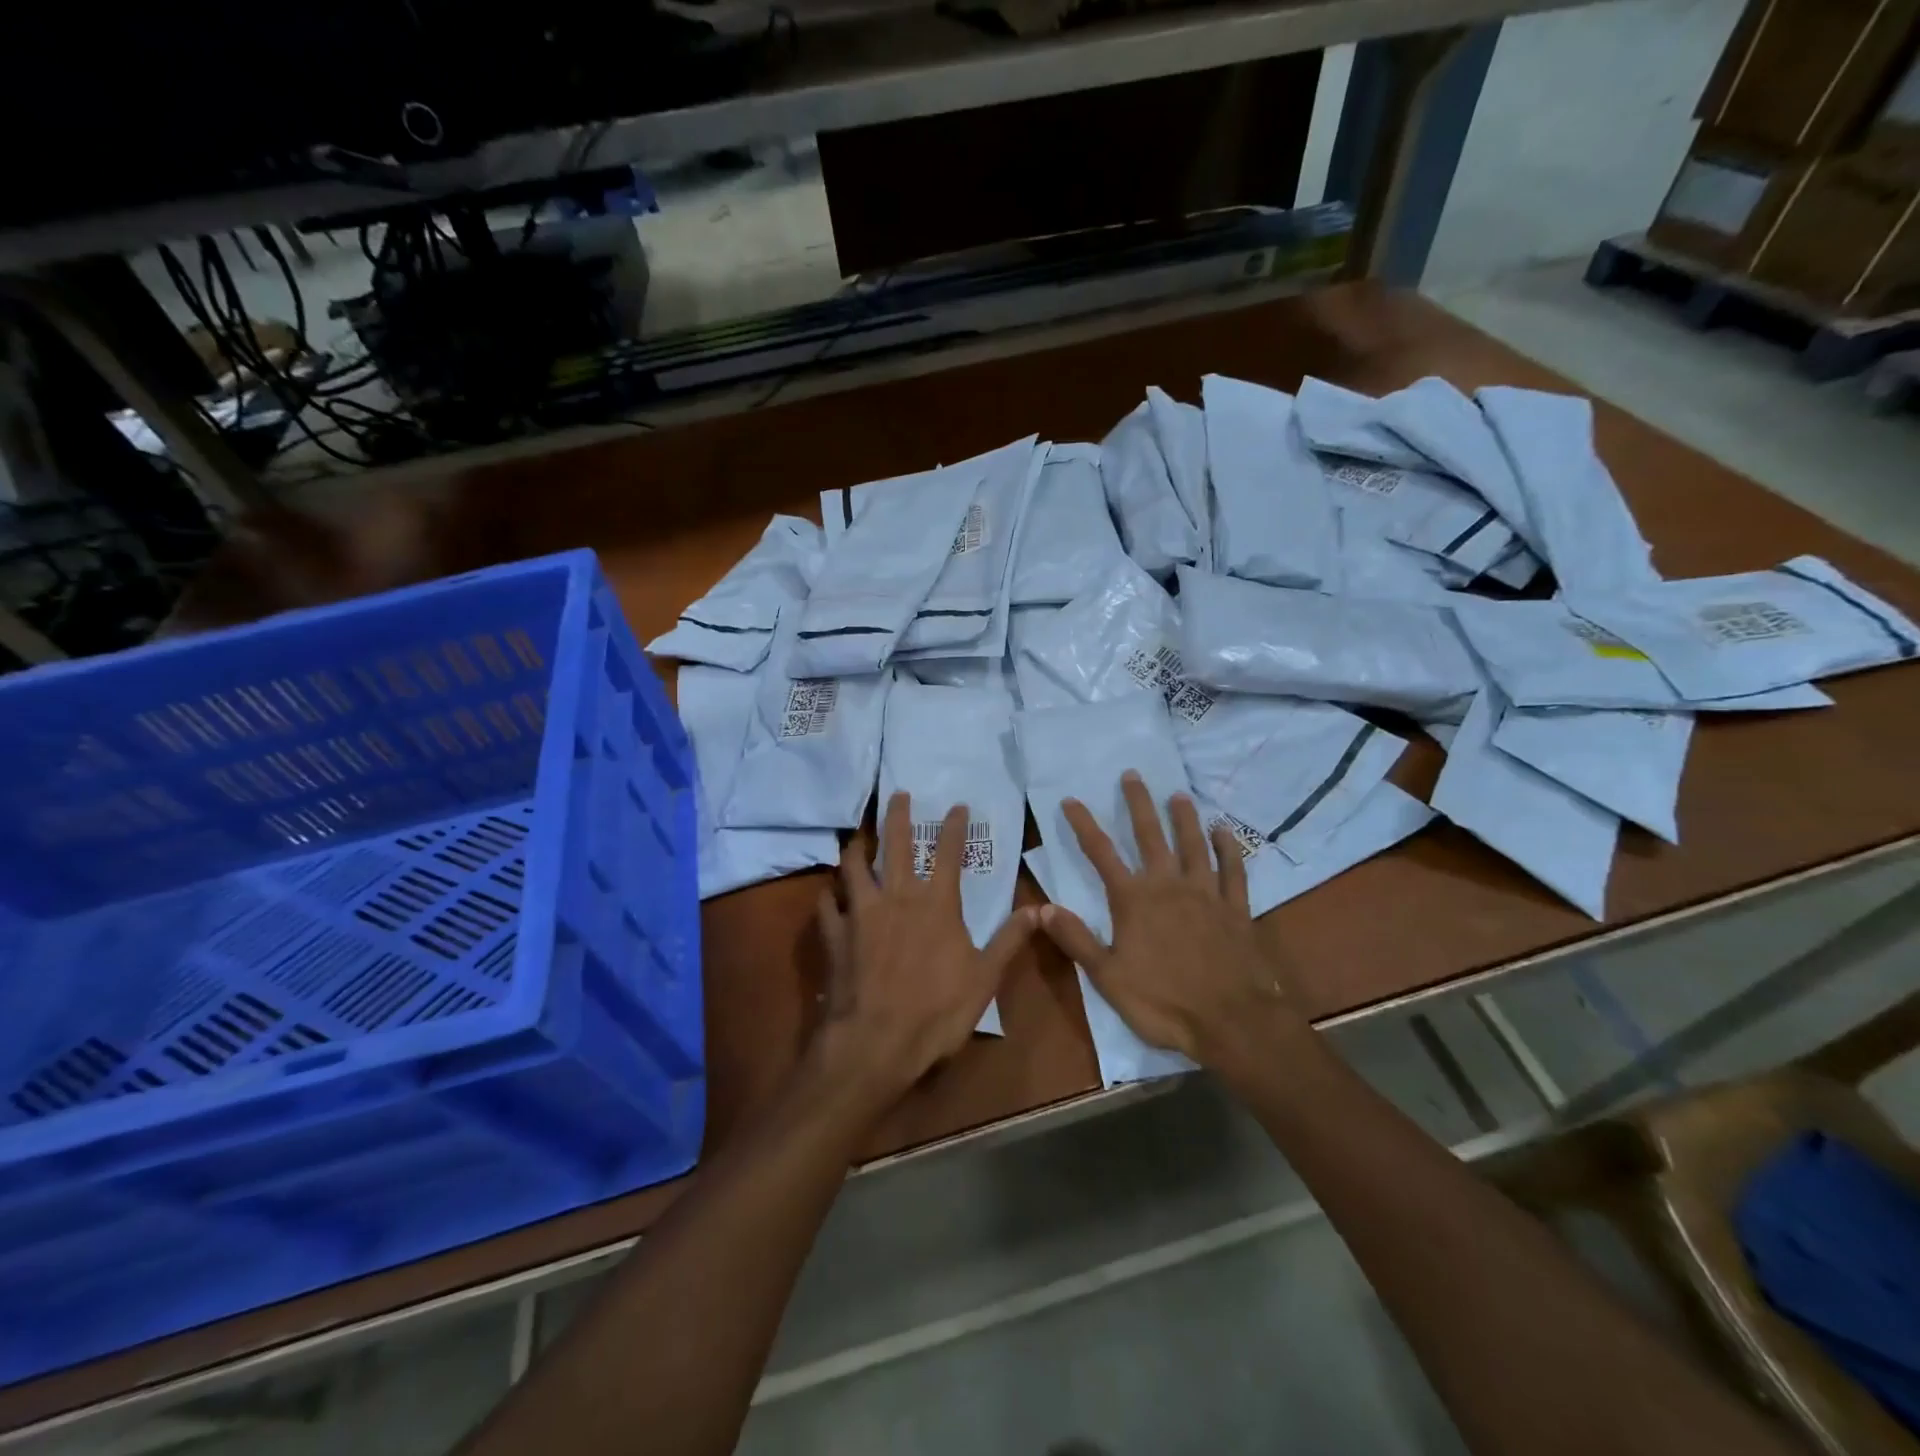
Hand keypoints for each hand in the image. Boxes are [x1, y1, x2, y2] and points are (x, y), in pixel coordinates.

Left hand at [812, 793, 1036, 1105]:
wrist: (875, 1042)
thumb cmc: (936, 1011)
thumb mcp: (985, 978)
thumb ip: (1009, 940)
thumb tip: (1039, 909)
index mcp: (936, 904)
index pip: (948, 854)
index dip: (953, 827)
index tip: (956, 805)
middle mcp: (896, 897)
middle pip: (894, 845)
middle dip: (897, 816)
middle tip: (897, 794)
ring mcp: (861, 913)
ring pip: (854, 866)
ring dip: (856, 847)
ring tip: (857, 835)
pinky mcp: (834, 933)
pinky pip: (828, 904)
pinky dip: (830, 895)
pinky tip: (830, 893)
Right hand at [1040, 772, 1298, 1067]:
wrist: (1231, 1021)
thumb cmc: (1163, 1002)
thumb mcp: (1107, 977)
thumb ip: (1076, 939)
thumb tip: (1041, 908)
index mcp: (1133, 900)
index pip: (1101, 853)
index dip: (1083, 825)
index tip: (1071, 800)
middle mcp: (1168, 885)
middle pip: (1151, 836)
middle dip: (1138, 804)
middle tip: (1133, 775)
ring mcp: (1206, 893)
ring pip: (1193, 845)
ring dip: (1184, 818)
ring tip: (1178, 795)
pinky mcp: (1236, 908)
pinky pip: (1233, 870)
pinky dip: (1228, 849)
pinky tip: (1224, 832)